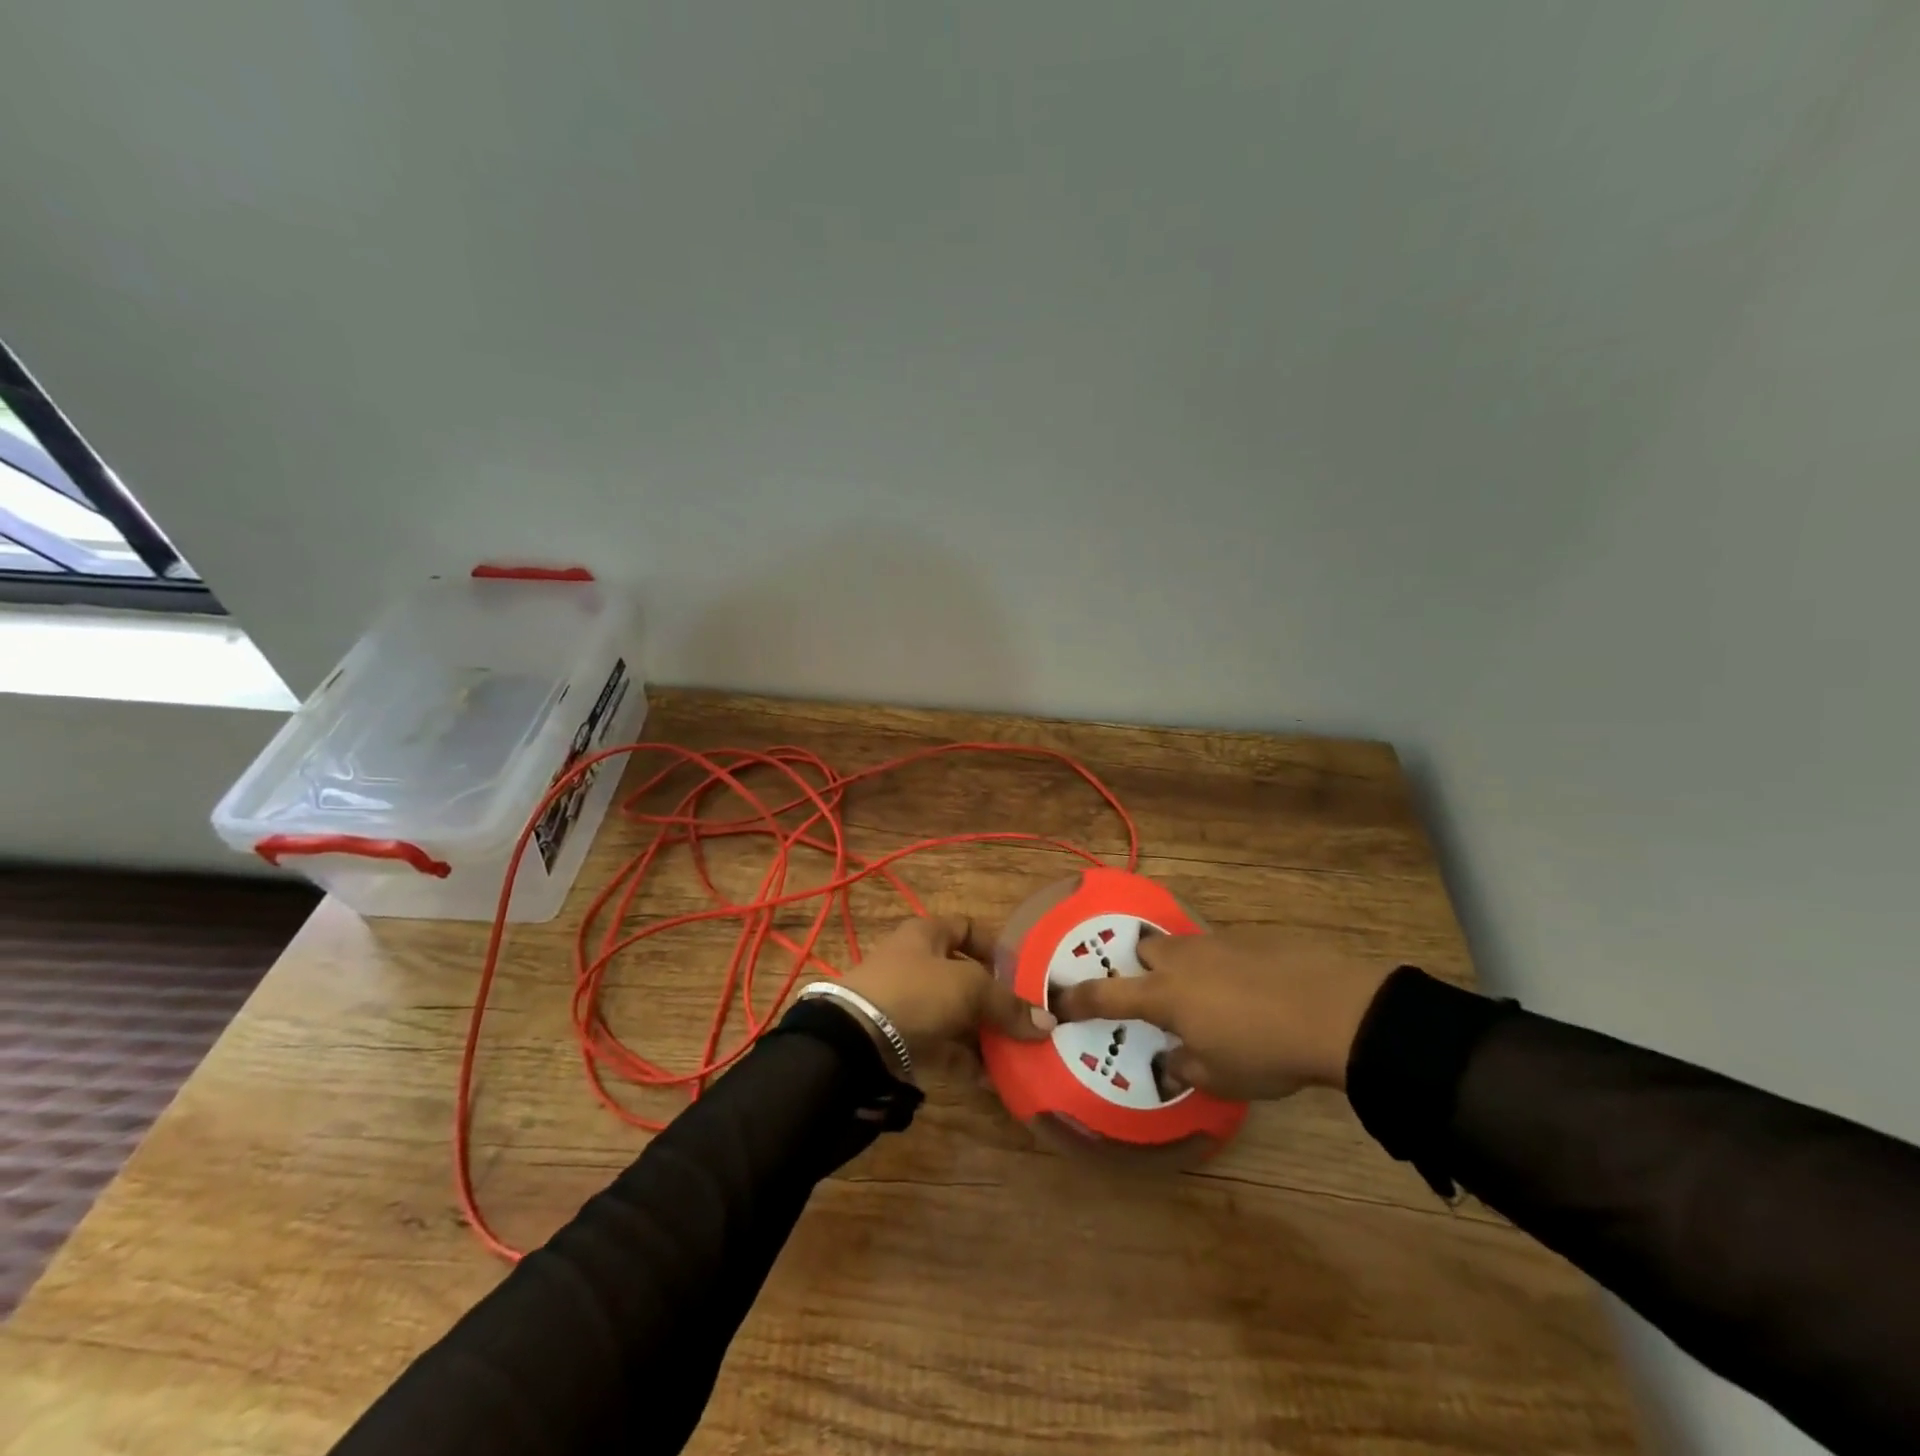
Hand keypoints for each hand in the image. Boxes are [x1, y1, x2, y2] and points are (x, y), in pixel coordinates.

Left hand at [836, 916, 1055, 1058]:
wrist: (857, 1038)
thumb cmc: (916, 991)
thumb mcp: (969, 988)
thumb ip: (1009, 1005)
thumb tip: (1048, 1023)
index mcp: (926, 934)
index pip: (967, 928)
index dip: (994, 946)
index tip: (1022, 971)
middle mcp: (916, 962)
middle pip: (964, 976)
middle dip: (995, 999)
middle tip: (1026, 1019)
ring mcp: (907, 1001)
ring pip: (955, 1014)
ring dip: (983, 1034)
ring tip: (1017, 1053)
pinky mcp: (902, 1038)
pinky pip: (943, 1046)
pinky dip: (966, 1060)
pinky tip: (993, 1079)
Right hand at [1054, 928, 1393, 1099]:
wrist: (1332, 1009)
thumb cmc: (1265, 1051)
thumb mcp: (1220, 1077)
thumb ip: (1183, 1066)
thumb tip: (1170, 1058)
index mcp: (1164, 996)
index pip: (1106, 995)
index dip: (1078, 998)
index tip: (1058, 998)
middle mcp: (1182, 961)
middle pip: (1145, 952)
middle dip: (1143, 971)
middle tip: (1159, 998)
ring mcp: (1217, 943)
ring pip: (1183, 948)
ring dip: (1184, 968)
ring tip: (1211, 997)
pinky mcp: (1251, 937)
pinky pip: (1220, 948)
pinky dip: (1222, 967)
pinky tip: (1251, 990)